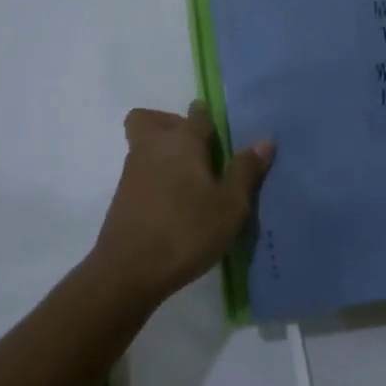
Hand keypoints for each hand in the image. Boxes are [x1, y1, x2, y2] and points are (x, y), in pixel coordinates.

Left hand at [91, 102, 272, 304]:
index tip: (219, 130)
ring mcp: (132, 172)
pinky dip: (155, 178)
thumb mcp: (230, 205)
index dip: (206, 116)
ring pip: (143, 146)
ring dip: (162, 154)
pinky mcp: (122, 198)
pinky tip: (175, 205)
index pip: (196, 114)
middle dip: (169, 124)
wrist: (128, 270)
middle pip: (150, 120)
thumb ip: (245, 171)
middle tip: (196, 151)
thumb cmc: (186, 231)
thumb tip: (264, 140)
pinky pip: (140, 173)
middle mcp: (152, 148)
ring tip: (191, 183)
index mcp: (182, 142)